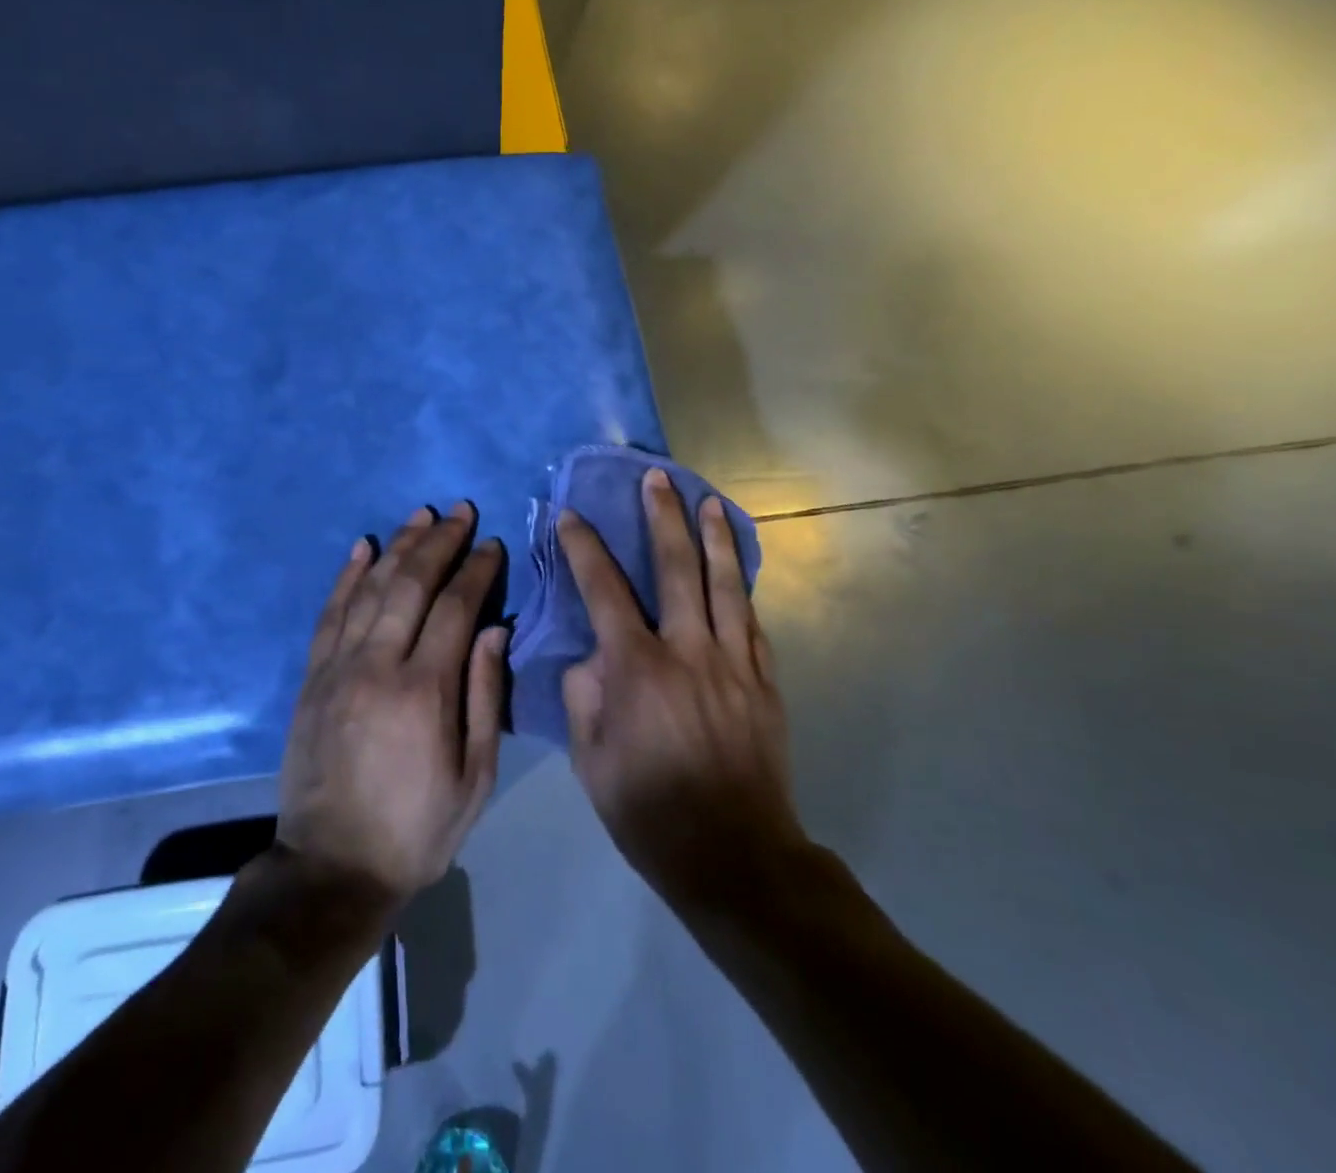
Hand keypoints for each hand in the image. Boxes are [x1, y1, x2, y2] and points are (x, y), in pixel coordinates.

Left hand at [277, 503, 507, 906]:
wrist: (331, 867)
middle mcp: (378, 665)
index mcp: (425, 690)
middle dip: (439, 542)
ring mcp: (338, 668)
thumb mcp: (475, 777)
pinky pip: (329, 614)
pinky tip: (362, 548)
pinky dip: (346, 576)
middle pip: (411, 585)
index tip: (492, 544)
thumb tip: (494, 630)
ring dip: (398, 547)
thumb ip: (486, 697)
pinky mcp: (312, 678)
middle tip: (459, 511)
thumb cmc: (417, 828)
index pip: (456, 608)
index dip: (476, 570)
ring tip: (420, 515)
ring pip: (370, 589)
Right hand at [557, 469, 801, 907]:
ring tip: (707, 500)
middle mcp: (688, 651)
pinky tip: (736, 569)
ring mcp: (733, 663)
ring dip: (713, 537)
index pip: (604, 590)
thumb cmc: (650, 812)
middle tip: (655, 478)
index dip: (584, 548)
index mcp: (638, 669)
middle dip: (662, 518)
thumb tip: (593, 658)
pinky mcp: (764, 681)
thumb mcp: (591, 762)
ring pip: (724, 584)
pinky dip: (740, 589)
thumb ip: (585, 697)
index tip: (571, 515)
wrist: (736, 857)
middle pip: (675, 568)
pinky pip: (751, 621)